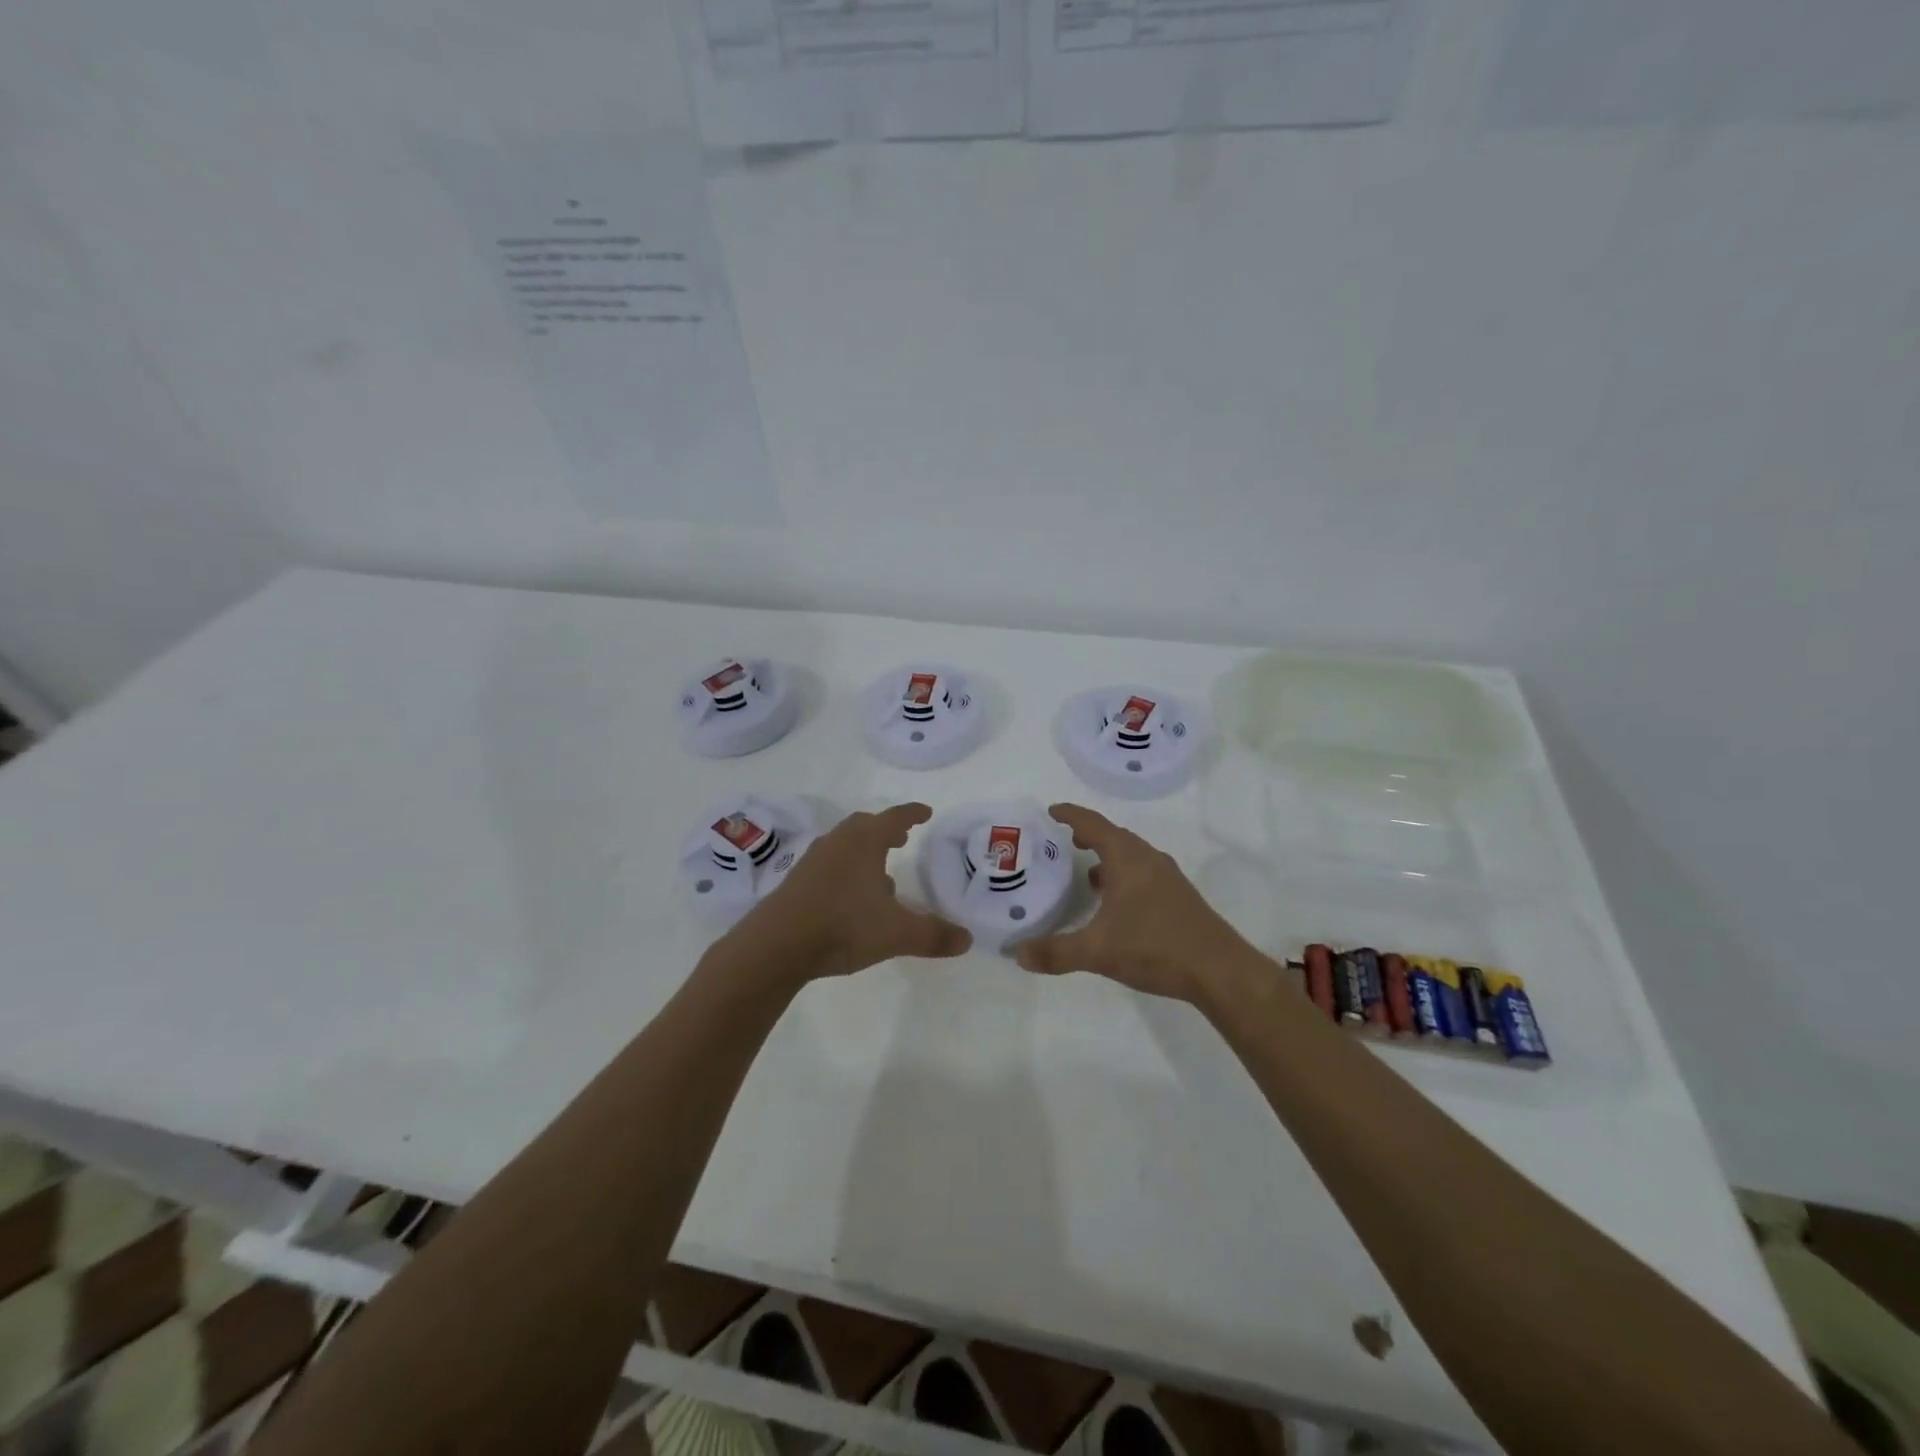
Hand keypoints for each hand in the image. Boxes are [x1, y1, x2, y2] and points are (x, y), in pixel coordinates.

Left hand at [725, 802, 971, 981]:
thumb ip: (933, 935)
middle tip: (902, 838)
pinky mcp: (797, 881)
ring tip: (881, 873)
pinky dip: (846, 870)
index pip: (895, 818)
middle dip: (886, 830)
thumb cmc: (843, 926)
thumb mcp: (896, 933)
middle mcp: (838, 842)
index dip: (912, 813)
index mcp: (865, 842)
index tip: (926, 812)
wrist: (776, 945)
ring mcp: (813, 861)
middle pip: (865, 826)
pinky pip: (829, 865)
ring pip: (844, 845)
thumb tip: (967, 940)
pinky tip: (852, 898)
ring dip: (864, 851)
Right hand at [1014, 803, 1256, 1003]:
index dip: (1071, 815)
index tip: (1051, 811)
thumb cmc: (1155, 947)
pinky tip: (1116, 903)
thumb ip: (1055, 951)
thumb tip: (1016, 953)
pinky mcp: (1179, 898)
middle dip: (1089, 834)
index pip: (1094, 825)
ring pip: (1132, 856)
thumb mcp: (1097, 951)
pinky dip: (1123, 876)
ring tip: (1087, 871)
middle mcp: (1149, 860)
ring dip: (1108, 857)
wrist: (1219, 970)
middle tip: (1065, 839)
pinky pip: (1143, 874)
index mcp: (1128, 859)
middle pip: (1115, 836)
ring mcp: (1168, 878)